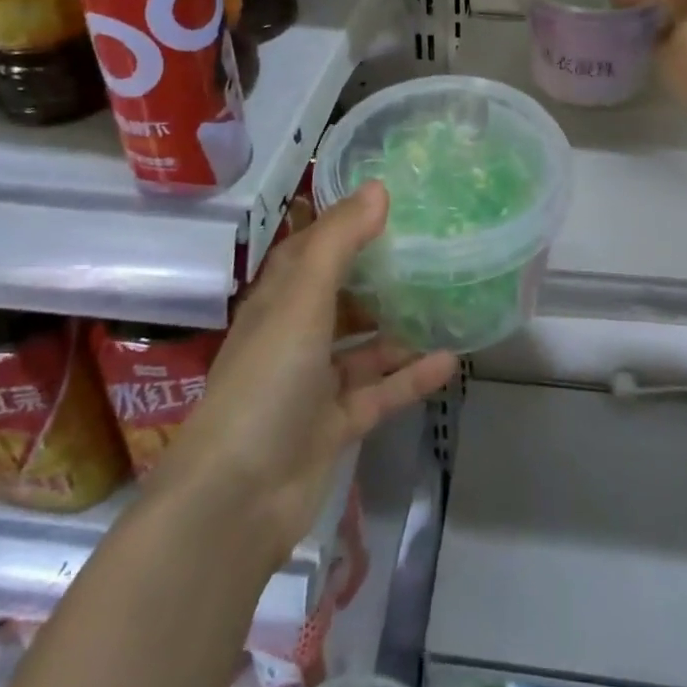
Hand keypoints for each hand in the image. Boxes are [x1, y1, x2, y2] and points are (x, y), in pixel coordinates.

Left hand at [151, 183, 456, 569]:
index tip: (392, 204)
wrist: (236, 499)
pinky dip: (410, 377)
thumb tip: (378, 187)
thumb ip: (339, 242)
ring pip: (364, 345)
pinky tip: (450, 359)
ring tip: (447, 301)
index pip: (313, 248)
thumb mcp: (302, 298)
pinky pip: (379, 392)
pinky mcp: (334, 425)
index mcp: (279, 299)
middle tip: (432, 251)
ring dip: (399, 327)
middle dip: (380, 275)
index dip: (346, 224)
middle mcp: (295, 335)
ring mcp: (314, 383)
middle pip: (342, 295)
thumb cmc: (267, 380)